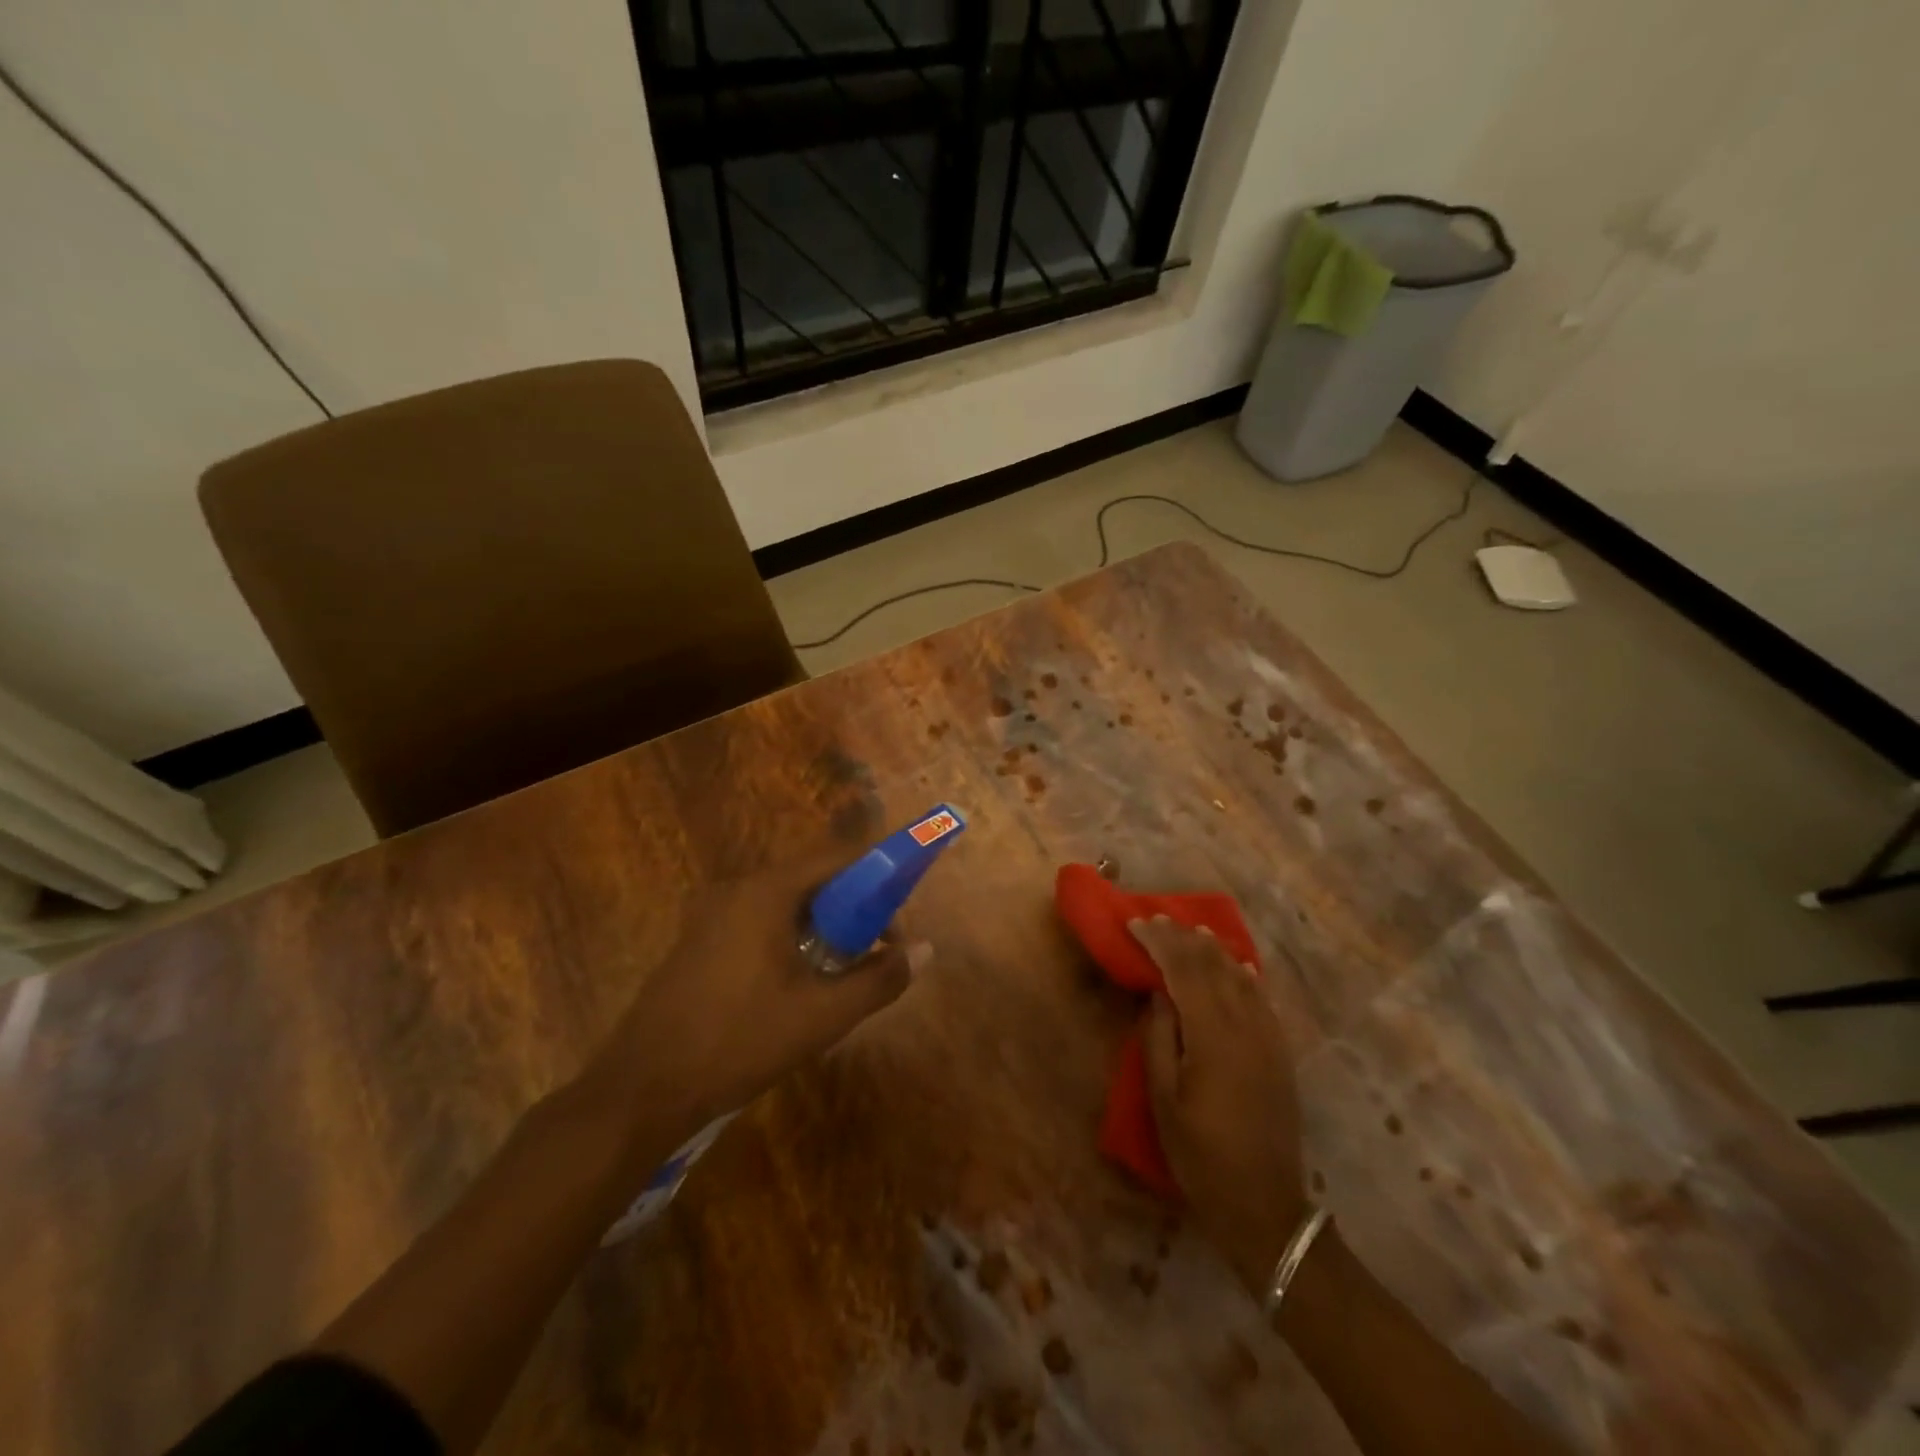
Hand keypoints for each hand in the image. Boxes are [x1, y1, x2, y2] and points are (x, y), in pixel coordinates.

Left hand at [584, 845, 930, 1154]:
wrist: (641, 1089)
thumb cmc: (738, 1042)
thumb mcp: (822, 1016)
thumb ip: (879, 979)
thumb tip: (925, 951)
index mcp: (765, 891)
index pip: (837, 858)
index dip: (877, 880)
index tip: (895, 924)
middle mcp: (735, 889)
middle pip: (811, 880)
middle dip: (851, 911)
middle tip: (872, 955)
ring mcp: (709, 914)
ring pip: (784, 904)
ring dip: (820, 928)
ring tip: (838, 975)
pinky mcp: (696, 940)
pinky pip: (757, 922)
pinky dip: (787, 938)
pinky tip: (793, 986)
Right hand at [1132, 916, 1308, 1297]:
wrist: (1265, 1205)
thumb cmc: (1201, 1155)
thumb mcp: (1164, 1100)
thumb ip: (1159, 1039)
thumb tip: (1159, 994)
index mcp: (1212, 1035)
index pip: (1184, 970)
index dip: (1159, 942)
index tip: (1135, 924)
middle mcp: (1245, 1026)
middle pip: (1212, 966)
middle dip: (1183, 939)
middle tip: (1156, 920)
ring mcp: (1268, 1038)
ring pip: (1240, 977)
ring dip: (1214, 951)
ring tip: (1192, 932)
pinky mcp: (1280, 1052)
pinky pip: (1262, 999)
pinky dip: (1244, 975)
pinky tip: (1237, 966)